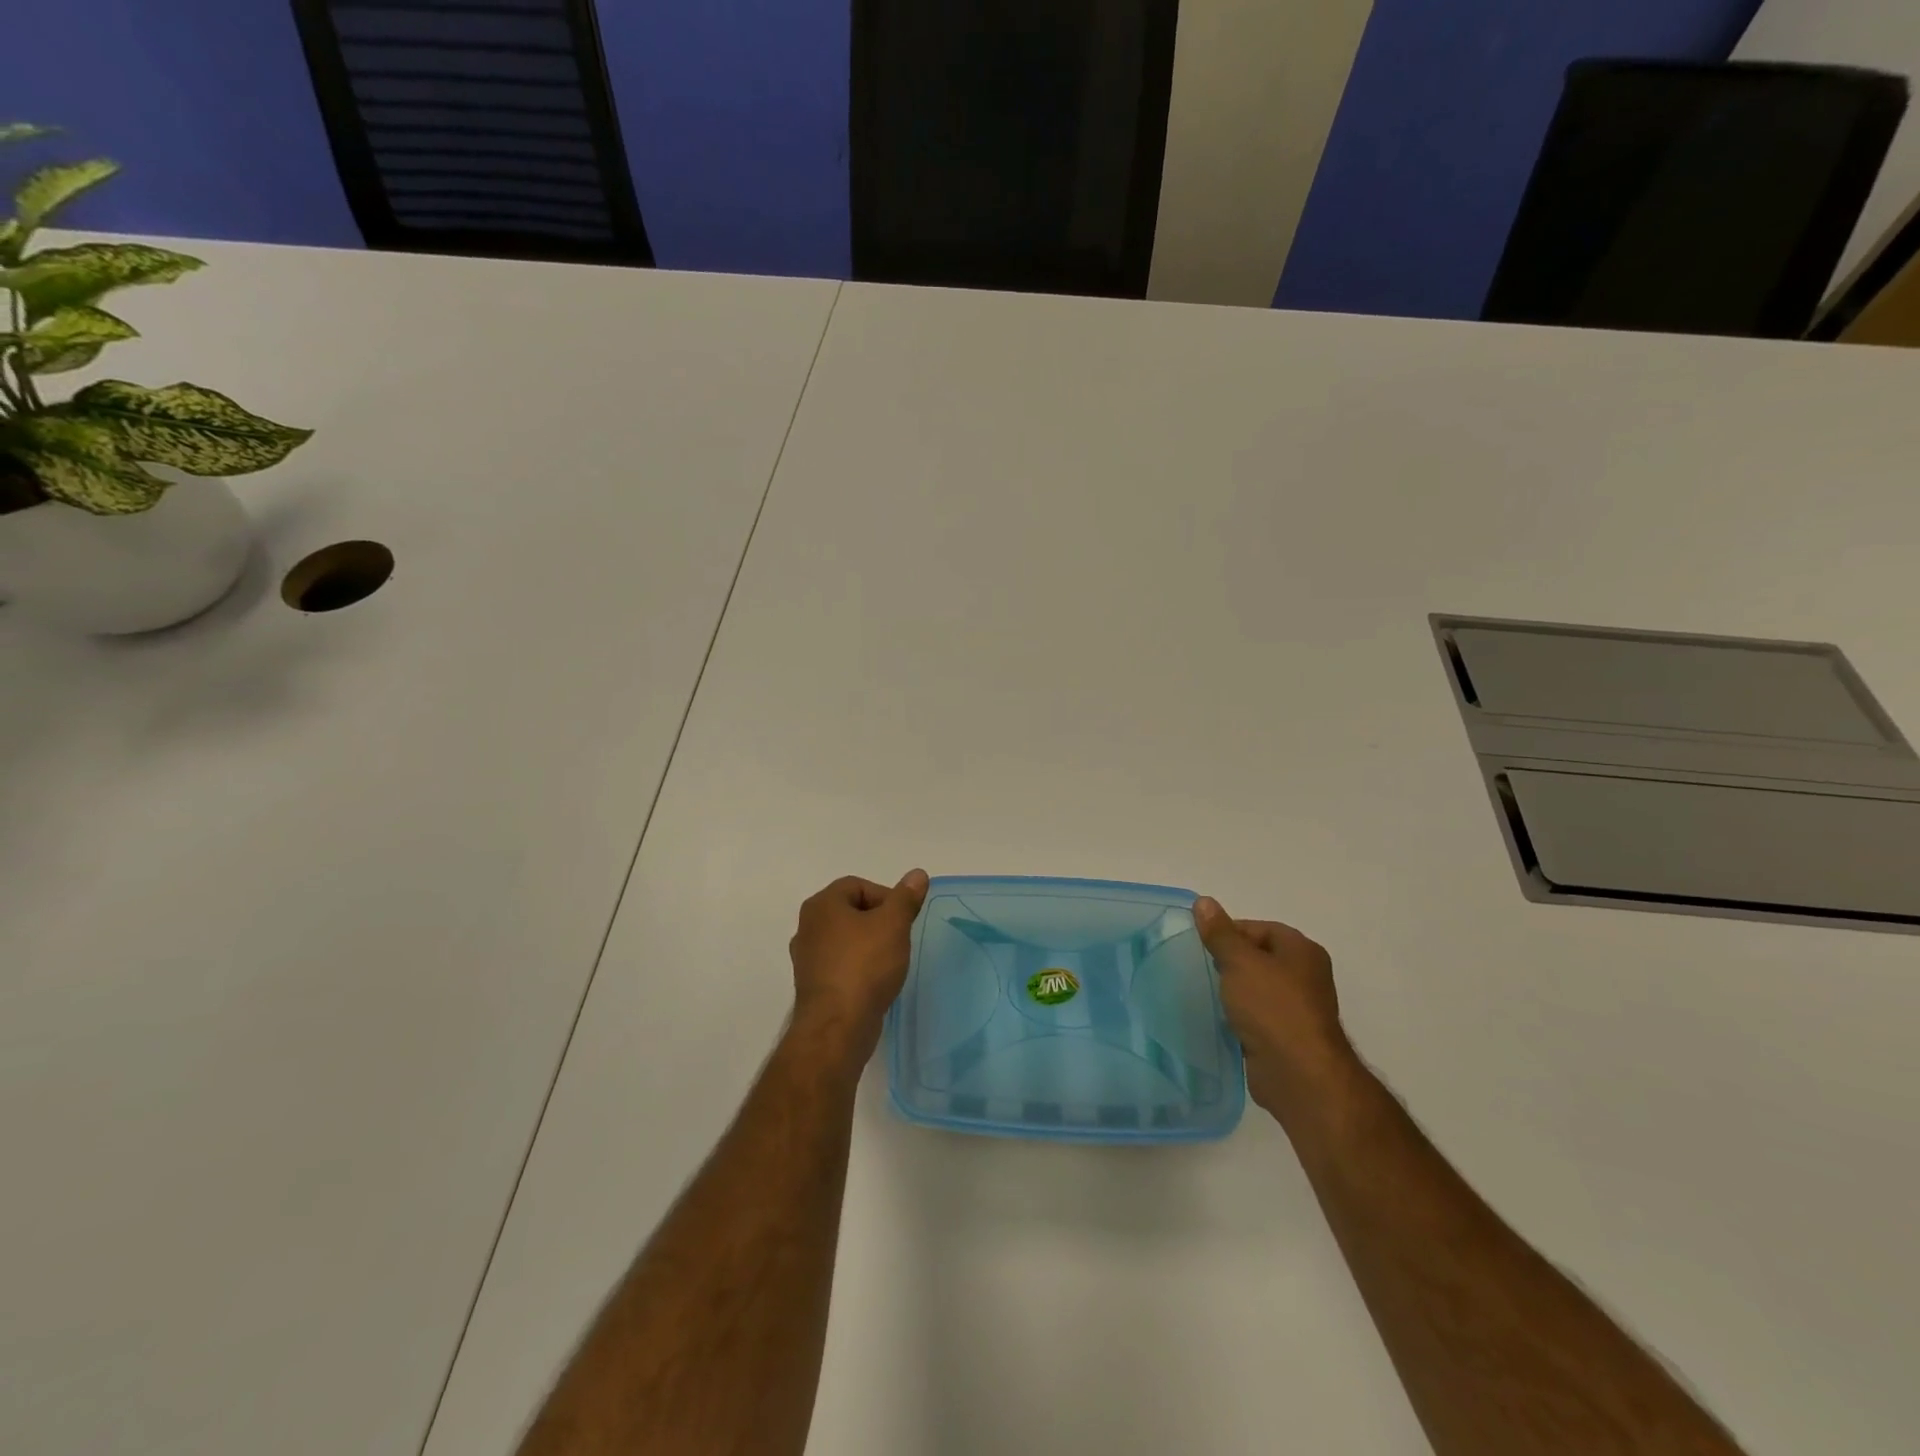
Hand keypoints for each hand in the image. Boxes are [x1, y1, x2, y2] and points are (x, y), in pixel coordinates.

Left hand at [788, 870, 929, 1060]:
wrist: (838, 1027)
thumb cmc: (865, 966)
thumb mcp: (893, 924)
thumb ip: (905, 897)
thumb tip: (917, 874)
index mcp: (822, 905)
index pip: (858, 885)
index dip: (885, 896)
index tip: (903, 918)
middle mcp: (808, 927)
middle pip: (851, 911)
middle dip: (879, 921)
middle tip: (900, 938)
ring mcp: (807, 958)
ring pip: (846, 939)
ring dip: (869, 945)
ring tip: (891, 961)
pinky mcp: (814, 985)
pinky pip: (841, 965)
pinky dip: (859, 967)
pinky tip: (876, 982)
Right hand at [1193, 897, 1358, 1125]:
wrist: (1299, 1075)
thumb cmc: (1272, 1007)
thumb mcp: (1240, 961)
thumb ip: (1220, 933)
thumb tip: (1203, 902)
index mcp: (1301, 951)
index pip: (1260, 929)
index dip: (1230, 932)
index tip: (1203, 945)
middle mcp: (1304, 976)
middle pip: (1259, 957)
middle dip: (1229, 961)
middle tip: (1201, 967)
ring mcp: (1297, 1009)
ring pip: (1256, 989)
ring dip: (1233, 991)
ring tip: (1206, 993)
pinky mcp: (1286, 1038)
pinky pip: (1257, 1017)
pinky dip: (1239, 1016)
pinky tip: (1220, 1020)